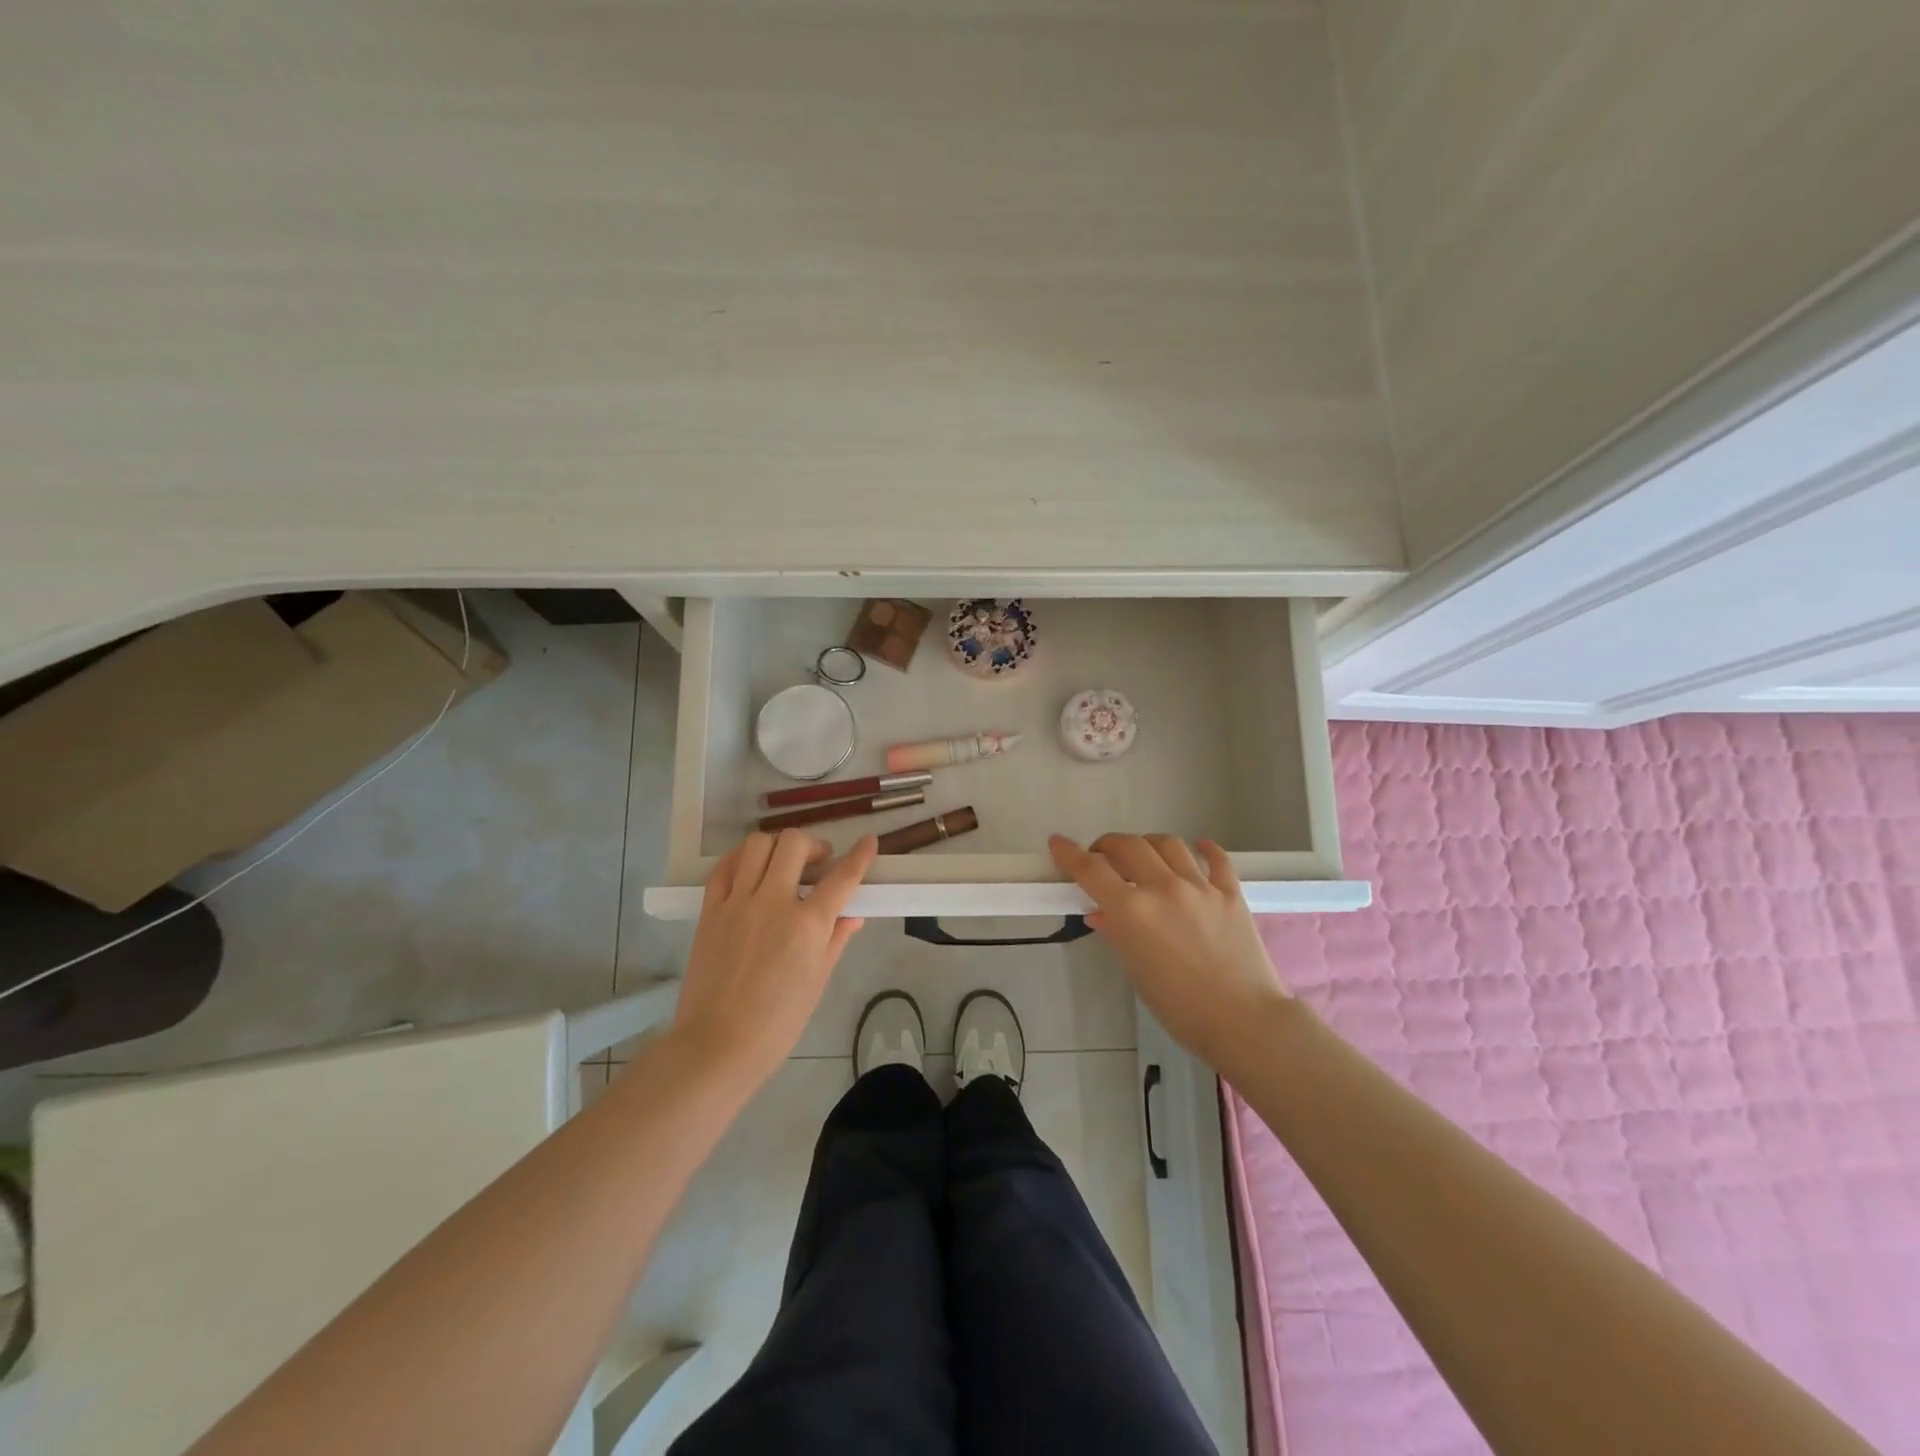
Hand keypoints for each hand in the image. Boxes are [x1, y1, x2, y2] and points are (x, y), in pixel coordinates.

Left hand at [669, 830, 876, 1088]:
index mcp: (808, 925)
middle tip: (818, 862)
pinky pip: (724, 867)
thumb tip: (852, 915)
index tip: (869, 842)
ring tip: (783, 864)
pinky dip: (742, 858)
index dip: (860, 856)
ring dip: (778, 846)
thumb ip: (835, 940)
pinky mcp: (710, 910)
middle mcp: (773, 903)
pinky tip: (751, 868)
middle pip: (794, 844)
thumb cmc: (777, 1023)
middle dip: (814, 845)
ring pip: (757, 845)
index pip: (842, 877)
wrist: (718, 1044)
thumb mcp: (817, 981)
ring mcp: (737, 902)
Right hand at [1049, 833, 1290, 1069]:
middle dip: (1108, 845)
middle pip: (1128, 845)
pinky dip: (1203, 848)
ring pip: (1168, 844)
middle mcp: (1163, 887)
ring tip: (1143, 854)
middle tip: (1102, 857)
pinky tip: (1197, 848)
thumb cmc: (1179, 1007)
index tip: (1058, 843)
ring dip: (1147, 843)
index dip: (1069, 853)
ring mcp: (1200, 886)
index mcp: (1132, 910)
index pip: (1091, 869)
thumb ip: (1117, 933)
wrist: (1243, 1020)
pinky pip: (1216, 858)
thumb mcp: (1136, 970)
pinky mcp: (1230, 892)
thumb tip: (1102, 914)